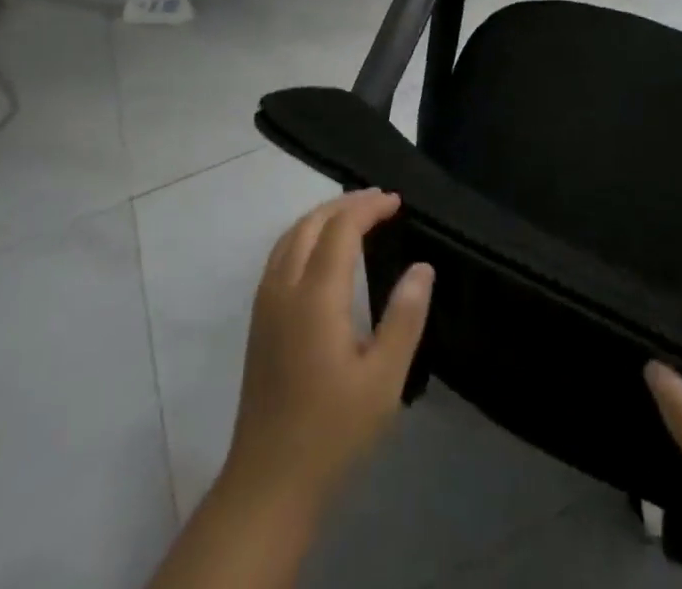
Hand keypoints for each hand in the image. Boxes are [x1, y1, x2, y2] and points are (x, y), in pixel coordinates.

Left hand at [222, 190, 433, 513]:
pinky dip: (304, 234)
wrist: (269, 481)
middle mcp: (284, 286)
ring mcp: (265, 302)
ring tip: (354, 215)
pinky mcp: (259, 319)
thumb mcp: (383, 380)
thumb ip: (404, 317)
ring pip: (290, 235)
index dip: (368, 207)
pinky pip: (280, 253)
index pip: (341, 228)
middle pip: (311, 223)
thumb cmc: (333, 431)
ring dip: (322, 216)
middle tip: (380, 201)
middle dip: (345, 203)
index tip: (396, 201)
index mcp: (315, 295)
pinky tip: (321, 250)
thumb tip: (422, 267)